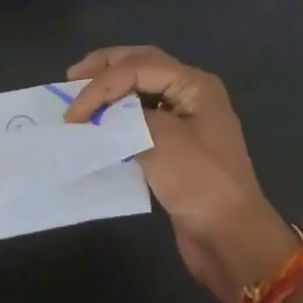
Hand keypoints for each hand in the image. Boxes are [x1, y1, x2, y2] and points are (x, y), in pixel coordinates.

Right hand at [65, 46, 294, 302]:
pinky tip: (100, 123)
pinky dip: (118, 115)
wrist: (230, 237)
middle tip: (72, 79)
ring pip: (141, 89)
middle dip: (105, 69)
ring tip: (82, 96)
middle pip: (142, 65)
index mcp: (194, 84)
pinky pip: (142, 116)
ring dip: (111, 90)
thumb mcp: (160, 139)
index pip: (138, 67)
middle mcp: (191, 93)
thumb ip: (126, 115)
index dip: (100, 85)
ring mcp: (185, 118)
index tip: (73, 115)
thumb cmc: (198, 181)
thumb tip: (99, 114)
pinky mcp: (176, 145)